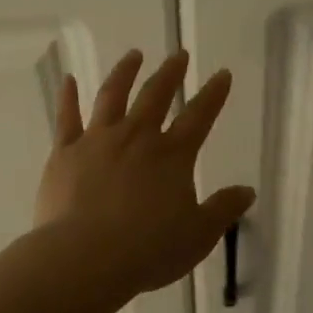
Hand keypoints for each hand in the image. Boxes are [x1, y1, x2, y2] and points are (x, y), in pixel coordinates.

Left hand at [36, 49, 255, 297]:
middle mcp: (137, 137)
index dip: (214, 94)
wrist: (86, 258)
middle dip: (170, 73)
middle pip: (156, 96)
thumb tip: (248, 191)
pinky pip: (67, 118)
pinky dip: (68, 97)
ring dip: (125, 73)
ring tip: (134, 55)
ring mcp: (97, 141)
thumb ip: (223, 209)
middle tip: (178, 54)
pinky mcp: (65, 153)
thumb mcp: (199, 235)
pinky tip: (68, 80)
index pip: (199, 116)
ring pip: (113, 96)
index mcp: (173, 155)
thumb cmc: (148, 250)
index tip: (222, 74)